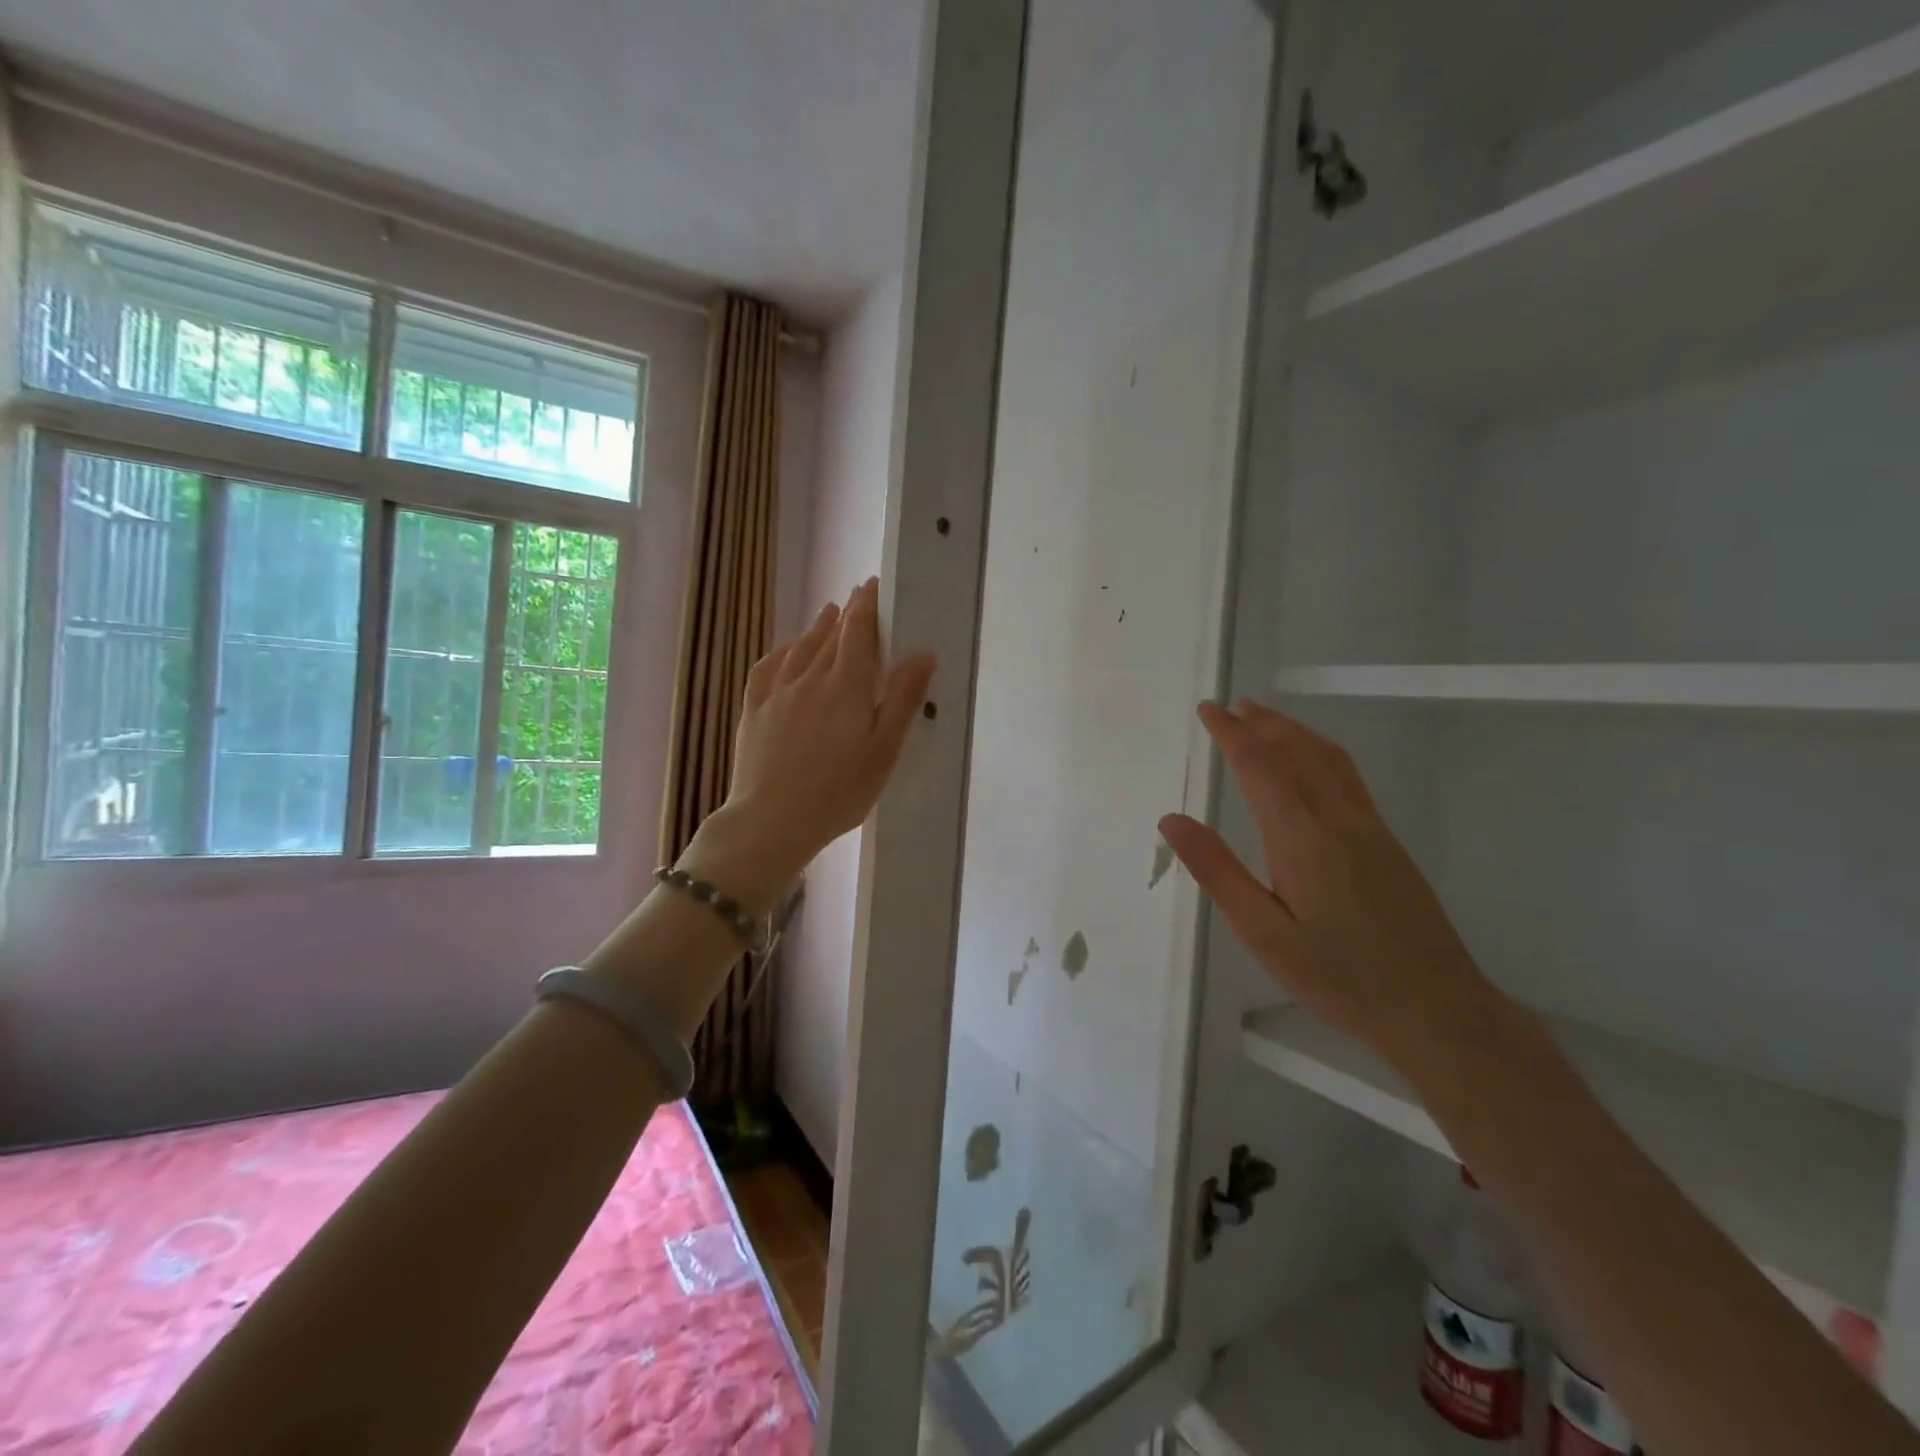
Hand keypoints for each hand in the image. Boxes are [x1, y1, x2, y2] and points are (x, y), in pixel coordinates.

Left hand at [691, 578, 934, 905]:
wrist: (771, 821)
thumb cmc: (838, 791)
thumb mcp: (883, 750)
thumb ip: (901, 699)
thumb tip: (922, 654)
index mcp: (845, 687)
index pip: (857, 633)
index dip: (867, 606)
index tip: (873, 585)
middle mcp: (809, 680)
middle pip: (830, 637)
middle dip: (847, 614)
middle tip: (858, 596)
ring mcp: (776, 695)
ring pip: (799, 649)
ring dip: (816, 628)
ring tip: (828, 613)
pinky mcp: (754, 712)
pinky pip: (767, 670)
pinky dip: (781, 653)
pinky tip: (785, 652)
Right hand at [1159, 700, 1500, 1071]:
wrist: (1437, 1011)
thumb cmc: (1339, 977)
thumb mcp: (1262, 933)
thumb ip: (1217, 871)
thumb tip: (1172, 819)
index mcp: (1302, 837)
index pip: (1260, 766)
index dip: (1232, 734)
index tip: (1208, 710)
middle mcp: (1339, 819)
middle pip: (1298, 751)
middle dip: (1263, 723)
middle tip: (1231, 705)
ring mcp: (1370, 828)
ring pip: (1329, 759)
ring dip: (1293, 731)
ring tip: (1265, 719)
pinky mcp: (1387, 843)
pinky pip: (1347, 776)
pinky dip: (1319, 751)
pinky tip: (1312, 762)